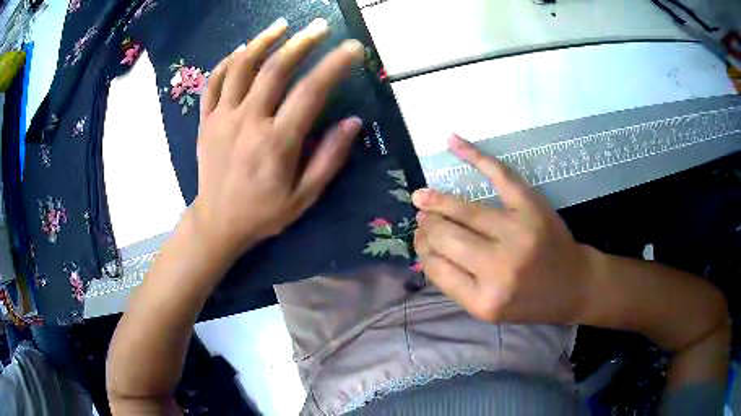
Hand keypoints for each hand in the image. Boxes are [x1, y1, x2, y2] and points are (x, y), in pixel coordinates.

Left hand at [190, 18, 364, 258]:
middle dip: (301, 42)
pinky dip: (227, 62)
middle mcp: (248, 122)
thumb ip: (329, 158)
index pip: (310, 92)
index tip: (353, 47)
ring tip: (281, 26)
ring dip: (262, 42)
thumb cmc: (264, 212)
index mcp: (277, 142)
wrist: (218, 222)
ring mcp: (223, 118)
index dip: (334, 65)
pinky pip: (213, 83)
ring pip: (241, 68)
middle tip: (320, 25)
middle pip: (275, 69)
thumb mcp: (304, 196)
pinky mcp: (206, 120)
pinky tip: (241, 51)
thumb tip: (353, 122)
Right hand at [412, 135, 595, 323]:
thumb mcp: (489, 309)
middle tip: (423, 220)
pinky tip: (453, 142)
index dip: (423, 250)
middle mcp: (499, 267)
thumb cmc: (530, 302)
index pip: (436, 268)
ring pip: (463, 209)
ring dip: (436, 201)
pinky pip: (499, 175)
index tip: (421, 241)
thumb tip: (426, 248)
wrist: (574, 285)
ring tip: (422, 197)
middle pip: (445, 236)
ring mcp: (517, 232)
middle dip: (426, 226)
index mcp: (484, 300)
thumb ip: (457, 285)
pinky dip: (474, 156)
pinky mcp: (532, 207)